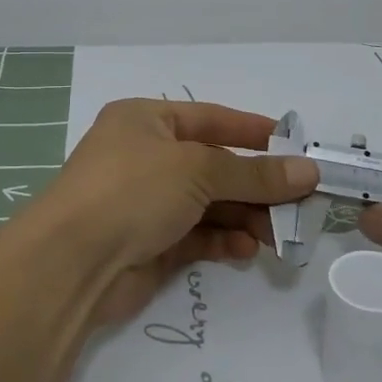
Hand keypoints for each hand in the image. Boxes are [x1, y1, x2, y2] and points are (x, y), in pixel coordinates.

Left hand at [37, 98, 319, 325]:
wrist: (72, 263)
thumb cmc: (132, 190)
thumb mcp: (198, 170)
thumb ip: (255, 174)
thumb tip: (309, 171)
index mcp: (145, 121)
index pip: (210, 118)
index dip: (252, 130)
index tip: (295, 145)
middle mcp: (145, 158)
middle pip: (214, 167)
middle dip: (256, 186)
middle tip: (300, 204)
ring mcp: (146, 203)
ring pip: (209, 205)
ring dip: (245, 217)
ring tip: (279, 235)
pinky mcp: (150, 244)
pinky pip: (197, 236)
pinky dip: (223, 241)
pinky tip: (246, 249)